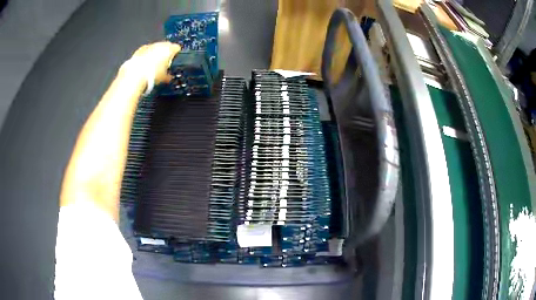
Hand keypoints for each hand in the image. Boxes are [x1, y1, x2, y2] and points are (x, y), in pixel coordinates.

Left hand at [60, 41, 180, 220]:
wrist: (88, 202)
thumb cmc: (99, 158)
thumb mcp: (113, 115)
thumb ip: (131, 83)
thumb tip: (154, 56)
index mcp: (111, 100)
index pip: (135, 64)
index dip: (156, 52)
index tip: (179, 50)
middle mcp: (108, 109)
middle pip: (131, 76)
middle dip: (154, 62)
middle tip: (177, 62)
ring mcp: (110, 129)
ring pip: (131, 93)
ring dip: (149, 79)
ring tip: (167, 78)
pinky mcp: (114, 147)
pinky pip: (130, 112)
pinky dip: (142, 100)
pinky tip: (148, 106)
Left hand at [120, 41, 181, 85]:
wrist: (135, 75)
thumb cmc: (151, 75)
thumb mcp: (164, 77)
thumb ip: (168, 75)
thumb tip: (169, 77)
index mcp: (169, 49)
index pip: (177, 48)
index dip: (177, 54)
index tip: (175, 60)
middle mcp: (160, 44)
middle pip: (166, 46)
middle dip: (166, 52)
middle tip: (164, 62)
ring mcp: (149, 46)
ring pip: (156, 47)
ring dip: (156, 53)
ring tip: (153, 64)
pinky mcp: (140, 49)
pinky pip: (146, 51)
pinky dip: (146, 55)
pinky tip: (145, 63)